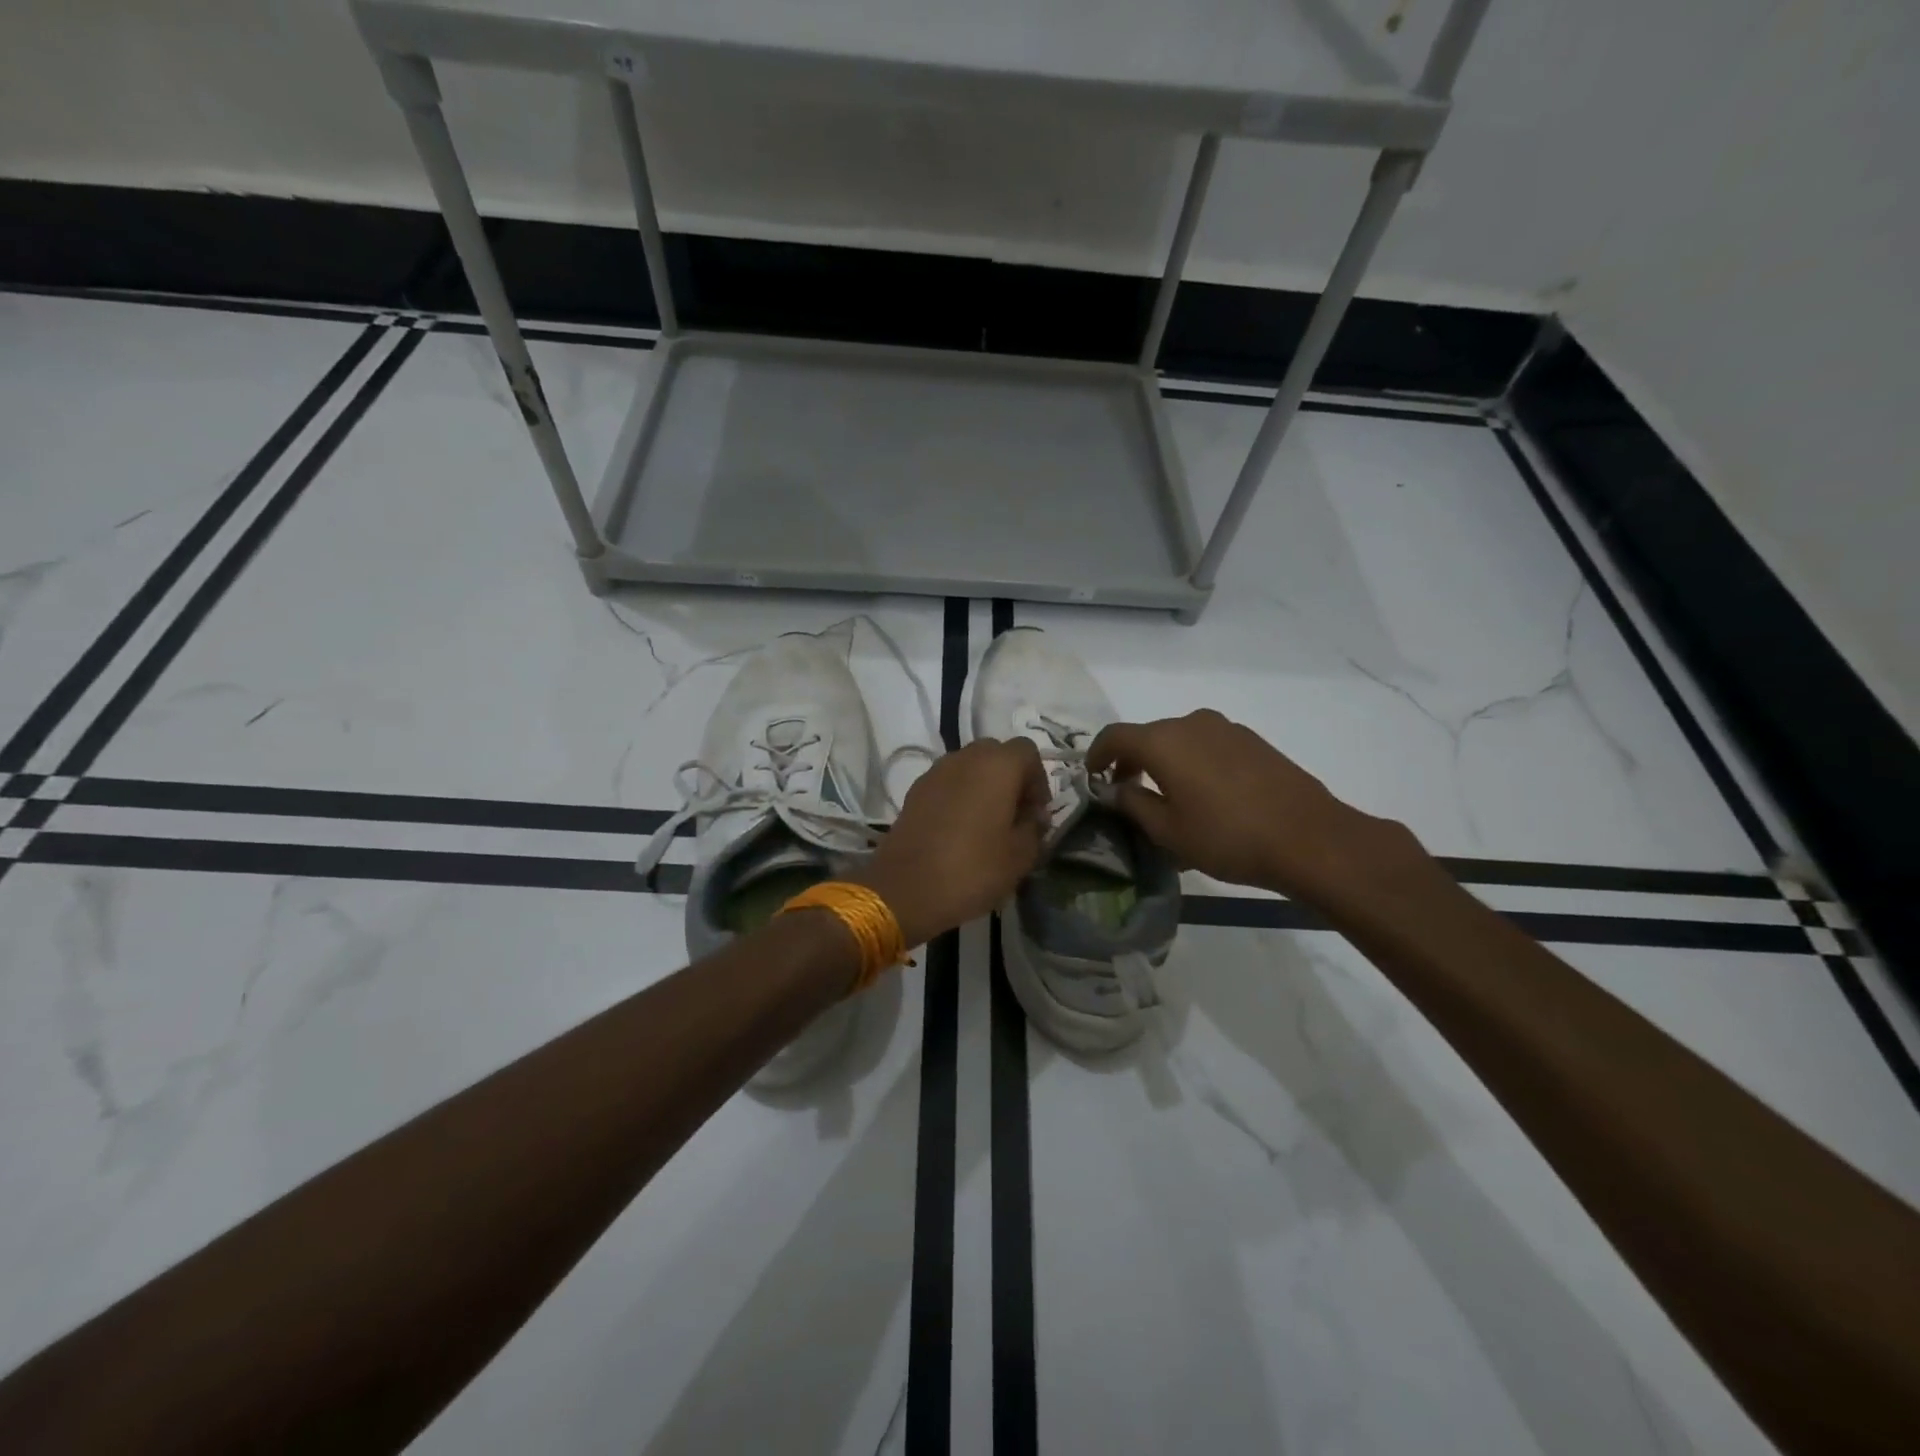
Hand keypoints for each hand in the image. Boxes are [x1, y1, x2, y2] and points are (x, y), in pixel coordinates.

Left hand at [854, 738, 1051, 947]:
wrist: (904, 889)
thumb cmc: (972, 869)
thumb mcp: (1020, 856)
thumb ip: (1035, 827)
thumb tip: (1034, 815)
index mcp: (997, 765)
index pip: (1027, 751)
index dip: (1038, 780)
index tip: (1036, 813)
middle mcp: (965, 758)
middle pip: (996, 754)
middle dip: (1011, 779)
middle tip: (1015, 816)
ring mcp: (935, 772)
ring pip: (969, 767)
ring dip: (984, 787)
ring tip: (987, 825)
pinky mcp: (915, 791)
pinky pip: (947, 783)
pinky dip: (959, 796)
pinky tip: (959, 831)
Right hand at [1086, 709, 1428, 905]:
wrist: (1309, 838)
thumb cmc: (1227, 837)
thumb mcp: (1168, 831)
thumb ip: (1133, 804)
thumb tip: (1117, 787)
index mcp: (1164, 741)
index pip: (1114, 736)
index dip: (1096, 755)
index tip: (1092, 776)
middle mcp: (1192, 723)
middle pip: (1148, 735)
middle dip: (1131, 760)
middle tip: (1126, 791)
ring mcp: (1226, 728)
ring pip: (1179, 739)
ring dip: (1163, 761)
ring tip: (1167, 796)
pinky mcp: (1252, 741)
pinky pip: (1207, 744)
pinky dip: (1192, 761)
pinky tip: (1204, 794)